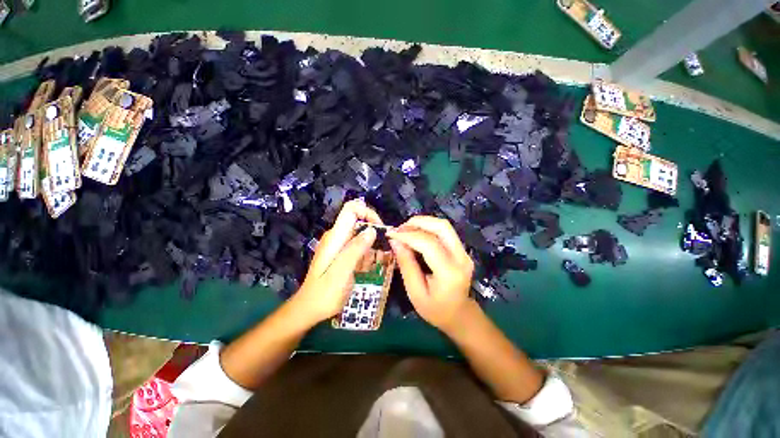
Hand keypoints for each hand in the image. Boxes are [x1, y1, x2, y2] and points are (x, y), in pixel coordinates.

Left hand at [294, 200, 381, 323]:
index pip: (351, 209)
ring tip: (376, 262)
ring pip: (361, 235)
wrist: (310, 308)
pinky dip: (367, 253)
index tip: (380, 229)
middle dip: (374, 232)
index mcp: (335, 236)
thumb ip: (356, 249)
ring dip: (372, 245)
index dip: (368, 213)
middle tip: (383, 249)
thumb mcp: (342, 271)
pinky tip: (368, 267)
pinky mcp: (342, 254)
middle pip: (359, 221)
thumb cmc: (325, 293)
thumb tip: (372, 230)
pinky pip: (359, 246)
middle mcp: (337, 236)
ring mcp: (339, 245)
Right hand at [387, 216, 475, 331]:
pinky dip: (428, 228)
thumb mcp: (415, 292)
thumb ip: (406, 265)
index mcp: (449, 273)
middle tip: (399, 229)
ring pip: (444, 226)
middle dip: (418, 222)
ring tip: (405, 230)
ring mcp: (464, 252)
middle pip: (441, 227)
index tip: (391, 234)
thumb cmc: (435, 310)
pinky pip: (445, 232)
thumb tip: (395, 241)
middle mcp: (461, 258)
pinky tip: (415, 234)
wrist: (459, 315)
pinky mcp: (462, 250)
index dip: (408, 235)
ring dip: (423, 223)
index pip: (429, 244)